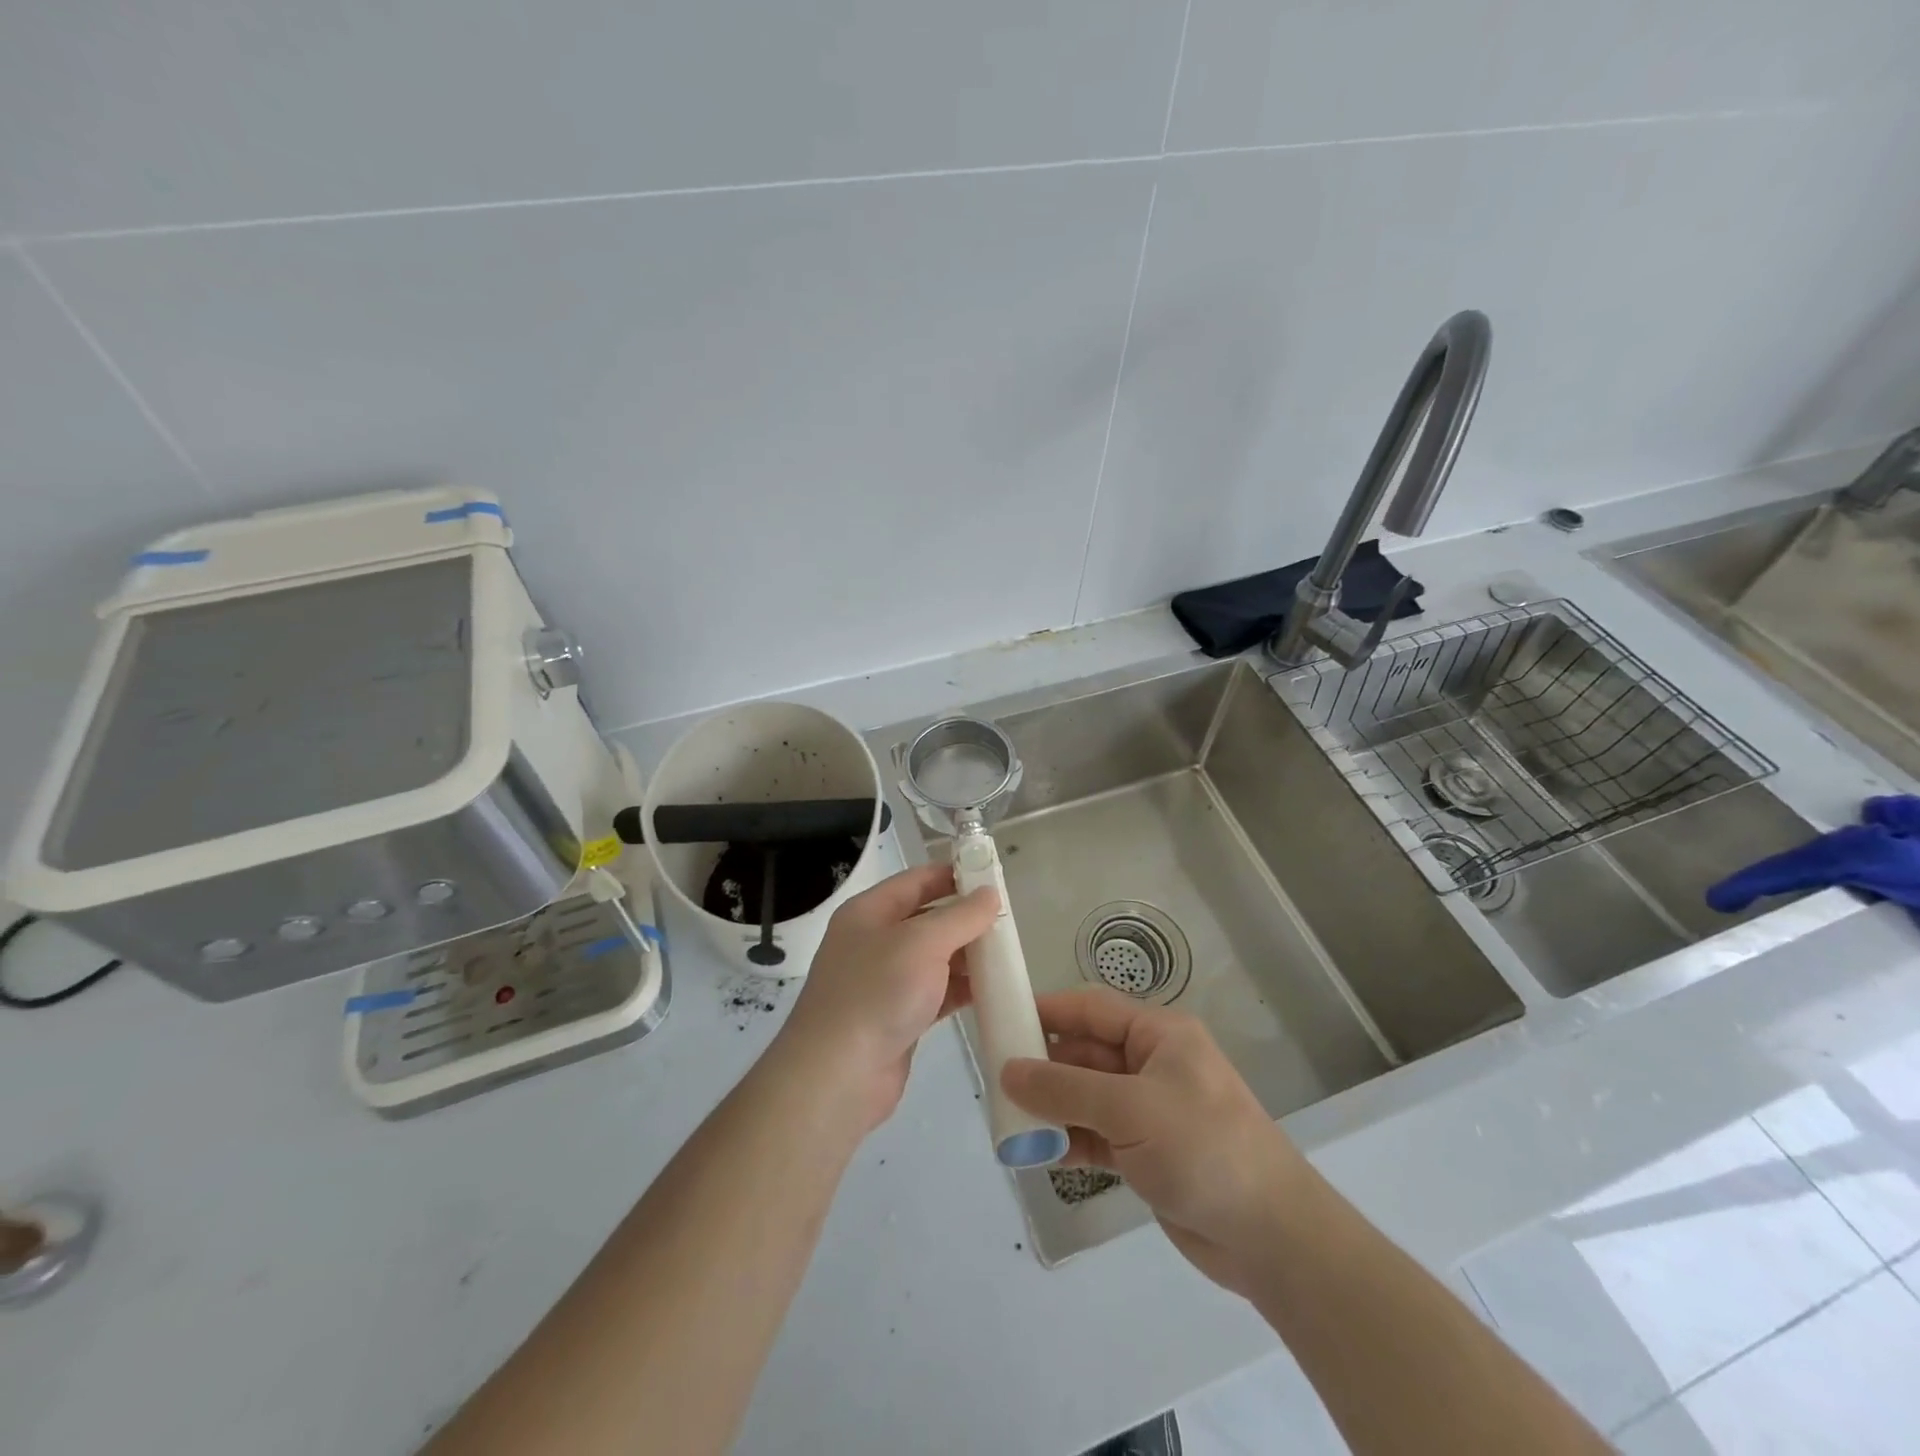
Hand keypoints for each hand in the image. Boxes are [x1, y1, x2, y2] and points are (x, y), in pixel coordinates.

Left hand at [778, 863, 998, 1131]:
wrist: (837, 1076)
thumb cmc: (877, 993)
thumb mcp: (922, 943)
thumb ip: (960, 916)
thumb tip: (990, 894)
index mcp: (869, 912)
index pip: (916, 881)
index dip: (952, 875)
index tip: (992, 875)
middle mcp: (875, 941)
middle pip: (927, 919)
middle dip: (966, 918)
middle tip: (1008, 920)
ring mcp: (886, 982)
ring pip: (935, 958)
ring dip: (968, 955)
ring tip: (1008, 954)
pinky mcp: (899, 1017)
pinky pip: (937, 992)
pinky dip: (962, 989)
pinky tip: (993, 990)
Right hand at [1001, 989, 1308, 1295]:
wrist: (1272, 1237)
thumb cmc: (1203, 1148)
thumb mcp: (1130, 1109)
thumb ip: (1065, 1088)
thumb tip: (1007, 1070)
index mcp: (1159, 1035)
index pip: (1091, 1009)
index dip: (1047, 1011)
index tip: (1001, 1020)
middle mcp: (1152, 1065)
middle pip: (1085, 1054)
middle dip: (1043, 1067)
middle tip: (995, 1081)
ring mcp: (1150, 1111)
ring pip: (1087, 1097)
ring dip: (1052, 1109)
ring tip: (1008, 1122)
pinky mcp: (1147, 1153)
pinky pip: (1096, 1135)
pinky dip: (1069, 1141)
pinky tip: (1039, 1153)